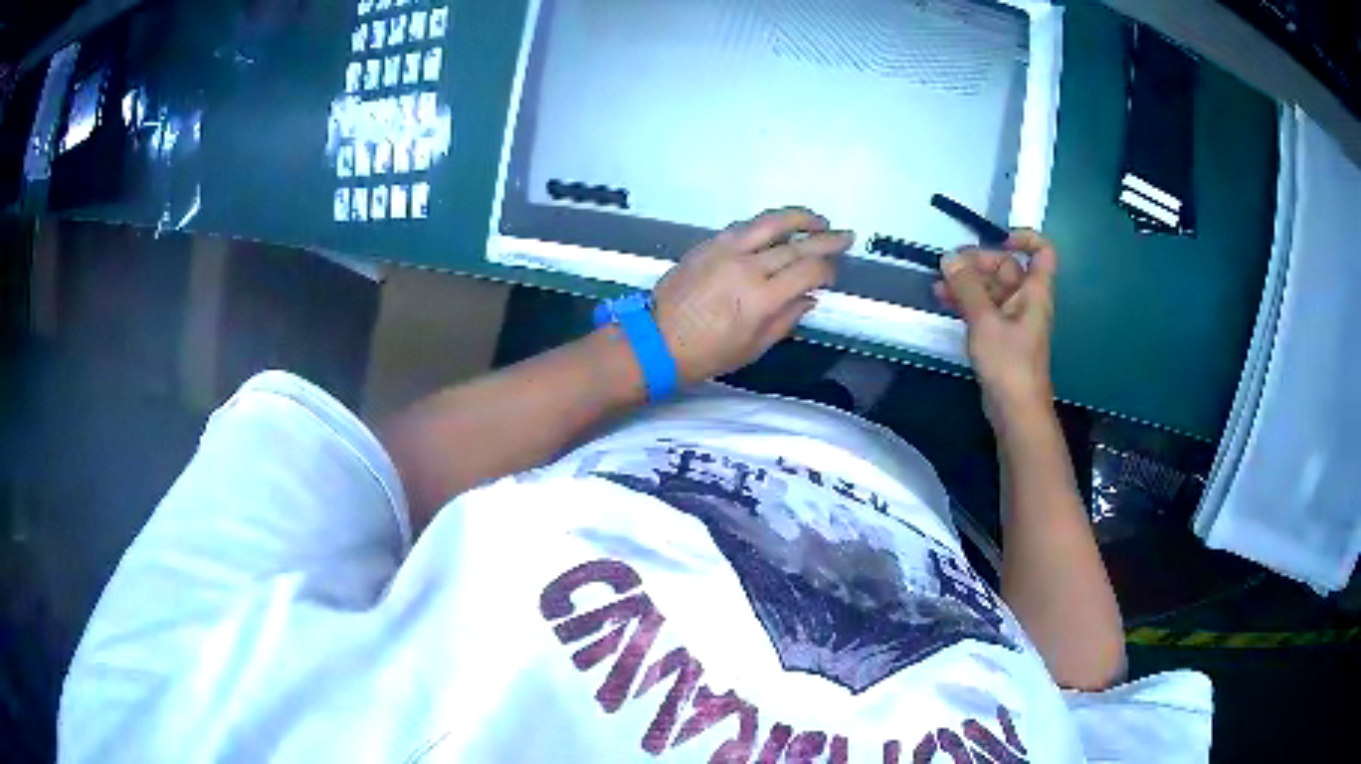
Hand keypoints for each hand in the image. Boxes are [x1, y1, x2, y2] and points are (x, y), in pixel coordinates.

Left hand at [653, 207, 852, 384]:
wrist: (655, 340)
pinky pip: (745, 226)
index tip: (833, 275)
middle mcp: (747, 266)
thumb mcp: (754, 347)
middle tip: (846, 236)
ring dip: (799, 218)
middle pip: (796, 245)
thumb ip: (786, 318)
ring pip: (770, 222)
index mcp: (761, 298)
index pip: (808, 272)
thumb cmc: (707, 353)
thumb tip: (809, 297)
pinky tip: (780, 228)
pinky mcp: (708, 244)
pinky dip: (767, 224)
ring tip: (818, 220)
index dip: (827, 271)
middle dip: (826, 239)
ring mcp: (726, 250)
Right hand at [932, 229, 1057, 419]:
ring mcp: (1013, 320)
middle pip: (1007, 268)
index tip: (997, 240)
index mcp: (1035, 292)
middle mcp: (1027, 301)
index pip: (1042, 251)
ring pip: (991, 289)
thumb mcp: (985, 320)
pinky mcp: (1000, 337)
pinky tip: (945, 302)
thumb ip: (966, 287)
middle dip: (978, 263)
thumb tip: (949, 257)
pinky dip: (967, 302)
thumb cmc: (1009, 363)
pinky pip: (984, 309)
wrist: (1015, 411)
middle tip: (948, 267)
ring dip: (967, 284)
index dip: (1024, 238)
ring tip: (938, 286)